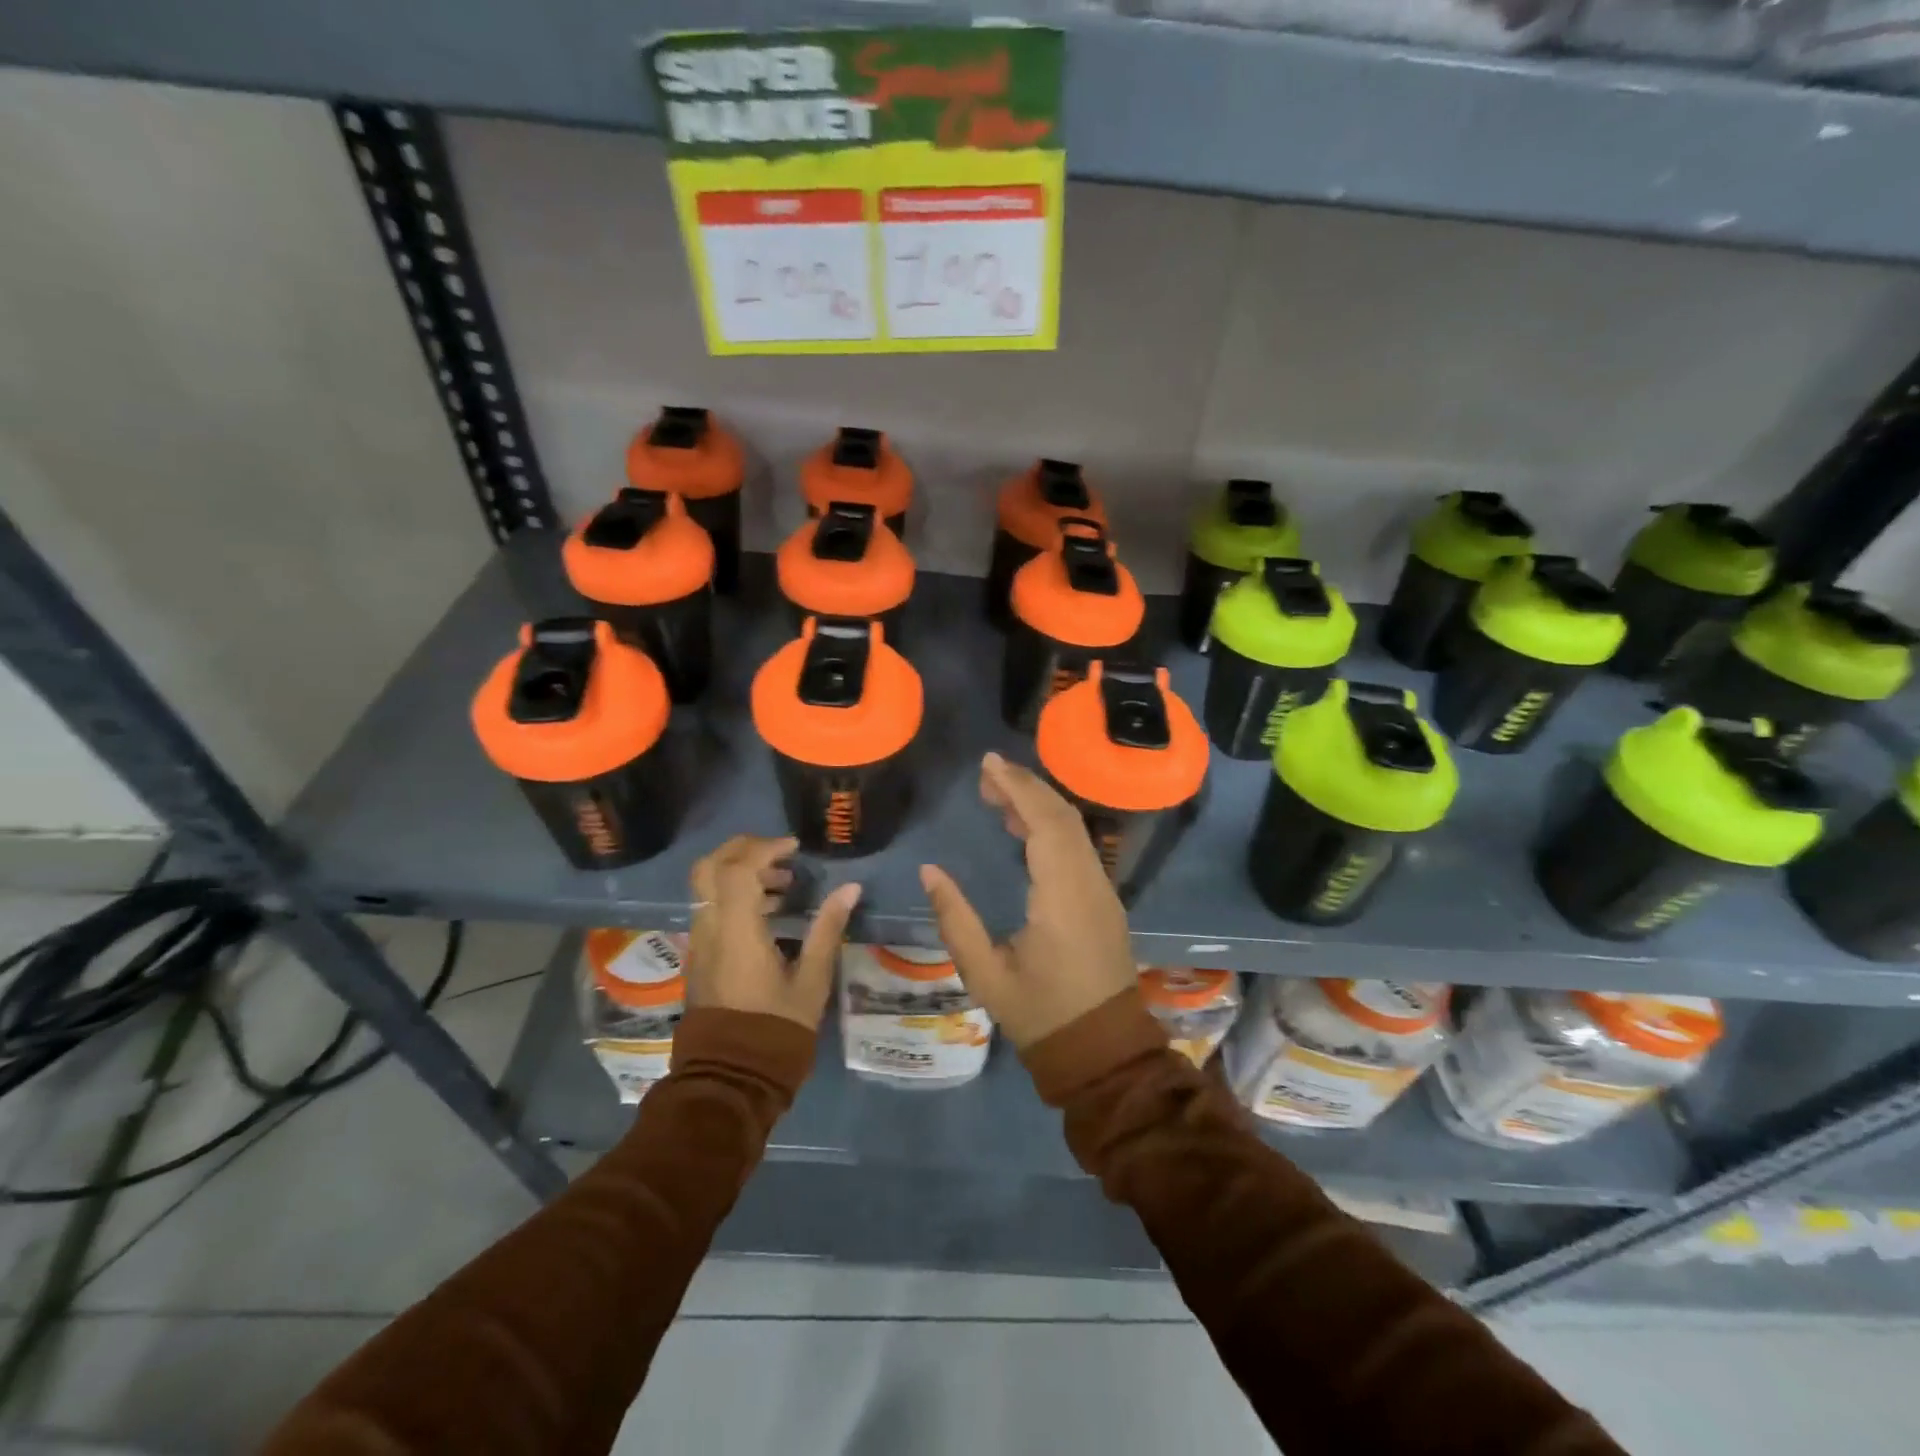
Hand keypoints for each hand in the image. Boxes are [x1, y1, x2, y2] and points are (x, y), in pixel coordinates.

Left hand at [687, 835, 860, 1030]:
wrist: (731, 1078)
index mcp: (736, 931)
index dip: (765, 848)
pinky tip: (767, 913)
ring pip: (707, 888)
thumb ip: (828, 928)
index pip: (738, 868)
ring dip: (740, 874)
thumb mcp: (812, 980)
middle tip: (779, 854)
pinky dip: (733, 897)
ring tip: (783, 887)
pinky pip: (710, 909)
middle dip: (742, 850)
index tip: (795, 849)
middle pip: (709, 868)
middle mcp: (709, 929)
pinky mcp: (699, 958)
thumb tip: (850, 888)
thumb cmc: (776, 1029)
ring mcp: (699, 944)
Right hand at [919, 753, 1136, 1048]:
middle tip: (986, 775)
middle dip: (1026, 787)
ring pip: (1074, 830)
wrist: (1103, 1052)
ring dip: (1039, 805)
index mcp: (1064, 896)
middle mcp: (1090, 883)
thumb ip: (956, 920)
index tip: (989, 764)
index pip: (1046, 823)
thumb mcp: (986, 975)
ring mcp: (1103, 890)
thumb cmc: (1041, 1014)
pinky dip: (1052, 827)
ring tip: (997, 797)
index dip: (1018, 788)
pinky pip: (1079, 848)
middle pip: (1063, 817)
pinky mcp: (1104, 900)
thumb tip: (930, 872)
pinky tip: (1023, 831)